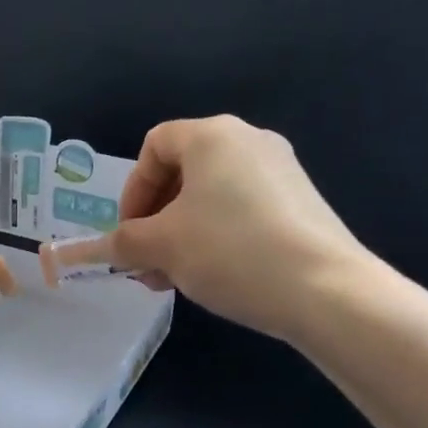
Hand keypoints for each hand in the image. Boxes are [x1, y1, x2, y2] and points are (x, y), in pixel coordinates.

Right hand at [109, 116, 375, 339]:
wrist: (326, 291)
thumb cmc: (230, 251)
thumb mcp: (162, 247)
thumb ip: (123, 242)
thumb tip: (100, 249)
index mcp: (212, 135)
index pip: (154, 147)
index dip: (132, 191)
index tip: (129, 233)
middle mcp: (249, 141)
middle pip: (182, 172)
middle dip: (154, 220)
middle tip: (145, 262)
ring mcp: (281, 170)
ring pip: (210, 196)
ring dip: (181, 234)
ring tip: (174, 277)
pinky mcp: (301, 202)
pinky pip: (241, 209)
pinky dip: (216, 236)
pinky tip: (214, 275)